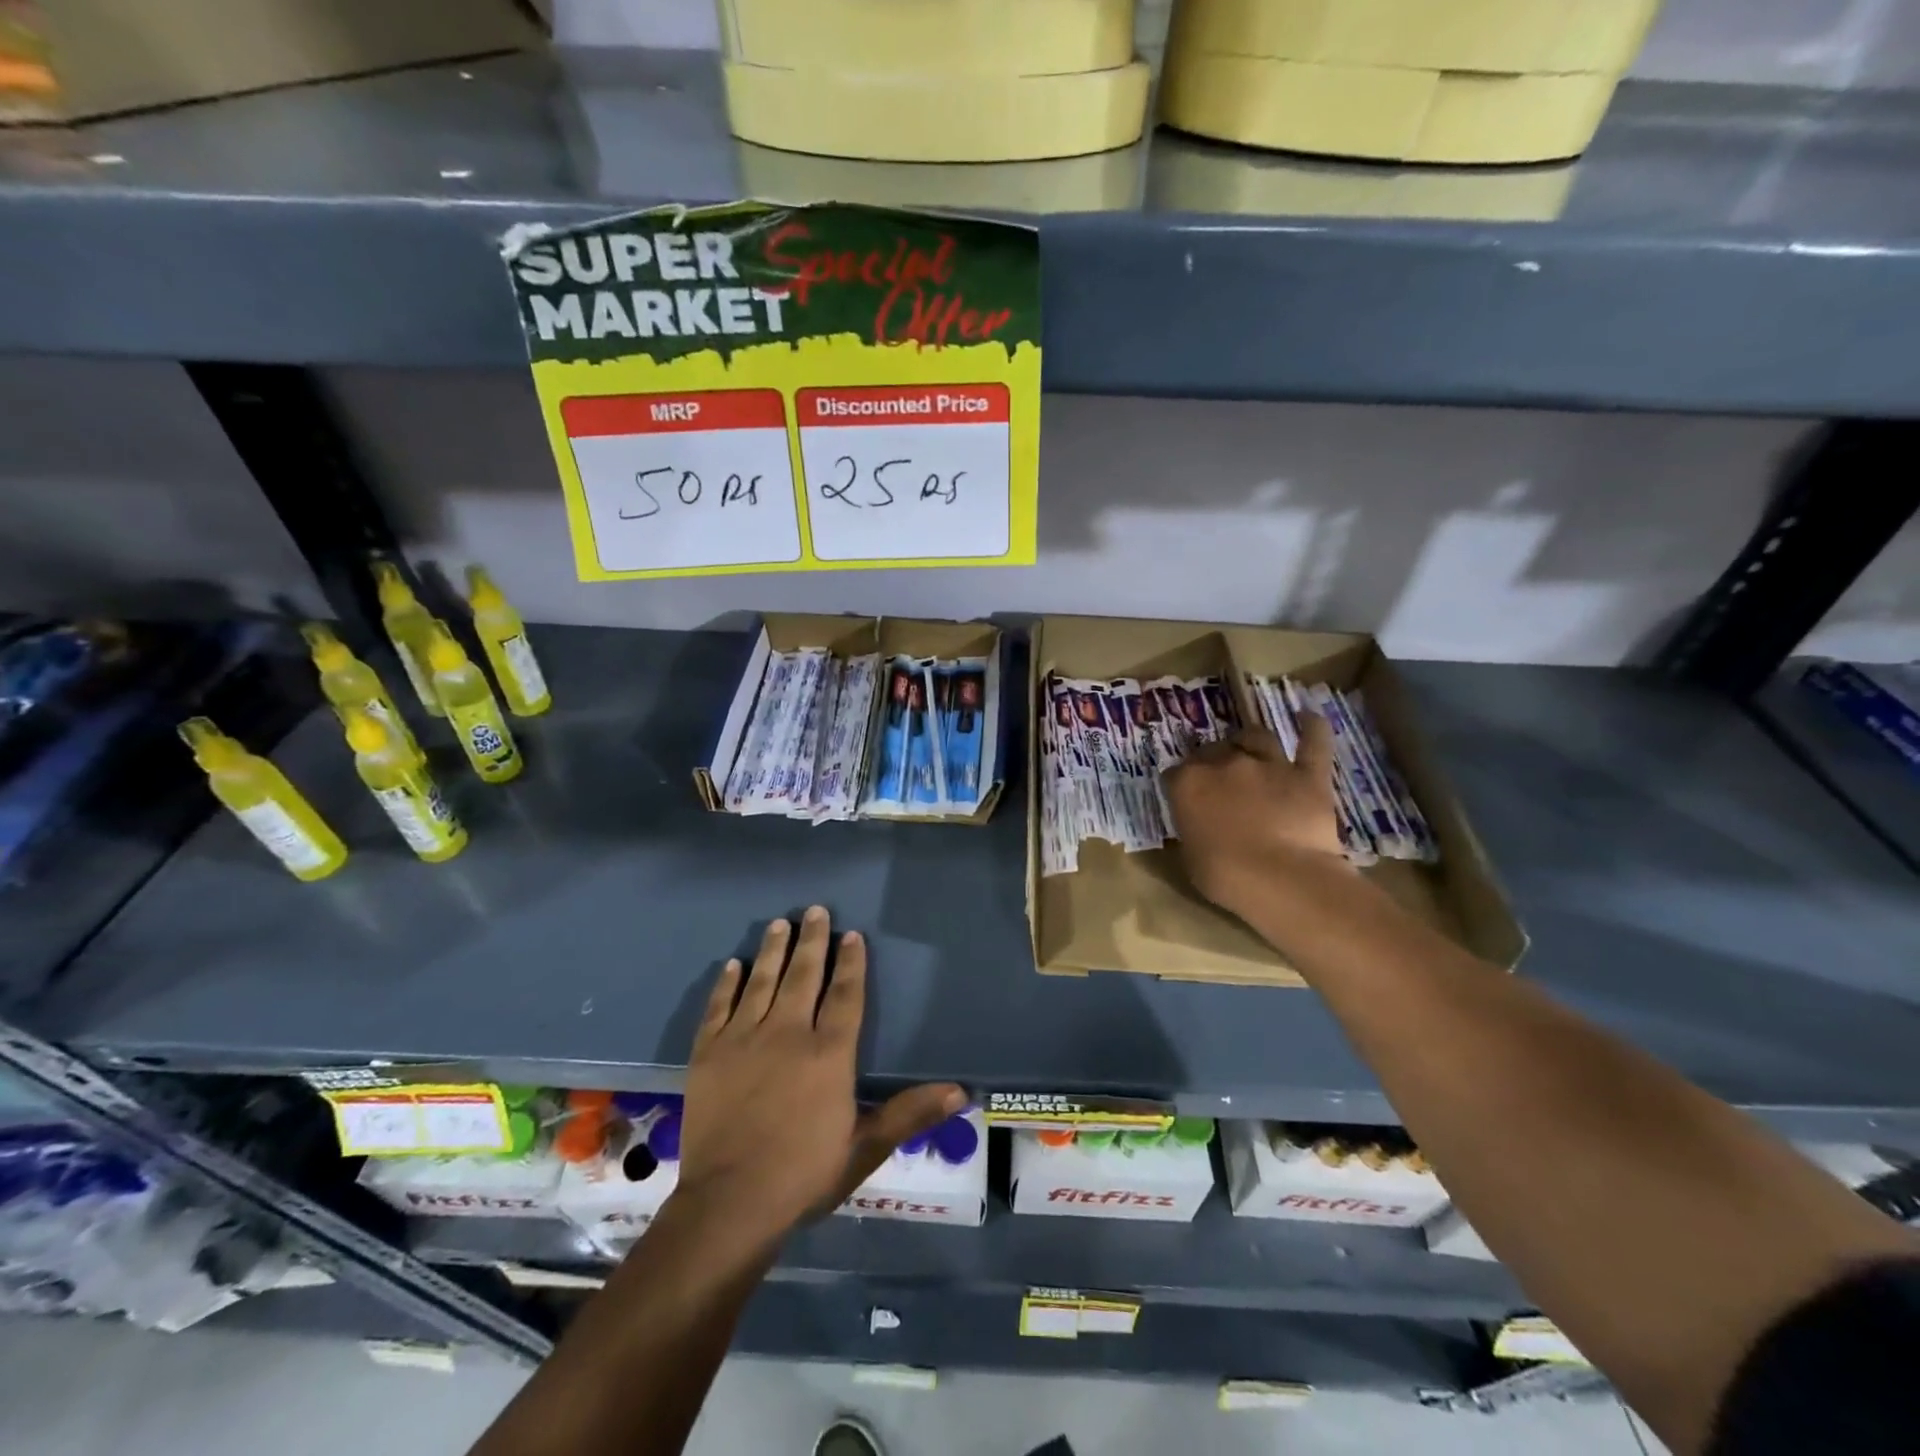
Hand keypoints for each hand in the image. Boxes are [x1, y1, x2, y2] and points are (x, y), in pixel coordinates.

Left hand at [677, 906, 964, 1244]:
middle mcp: (788, 1033)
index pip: (845, 994)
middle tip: (814, 910)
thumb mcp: (865, 1147)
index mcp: (829, 1053)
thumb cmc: (805, 1175)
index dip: (850, 962)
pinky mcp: (708, 1053)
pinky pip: (719, 1007)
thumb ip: (910, 1113)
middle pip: (803, 975)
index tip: (851, 934)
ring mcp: (744, 1039)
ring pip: (762, 981)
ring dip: (773, 950)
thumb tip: (961, 1091)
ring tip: (779, 923)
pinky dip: (727, 984)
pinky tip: (734, 965)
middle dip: (811, 940)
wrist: (730, 1203)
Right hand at [1163, 716, 1350, 922]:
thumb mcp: (1189, 856)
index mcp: (1188, 783)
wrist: (1281, 878)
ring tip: (1251, 747)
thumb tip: (1197, 824)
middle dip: (1214, 761)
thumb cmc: (1224, 875)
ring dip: (1251, 741)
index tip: (1186, 799)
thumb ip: (1192, 830)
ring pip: (1257, 738)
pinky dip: (1313, 728)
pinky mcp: (1307, 775)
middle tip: (1220, 782)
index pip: (1176, 773)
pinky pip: (1314, 743)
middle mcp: (1225, 763)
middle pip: (1214, 750)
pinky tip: (1309, 716)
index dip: (1181, 785)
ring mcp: (1268, 764)